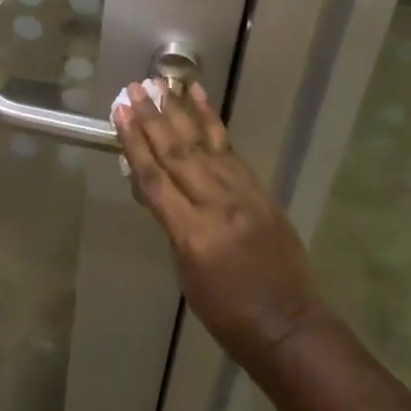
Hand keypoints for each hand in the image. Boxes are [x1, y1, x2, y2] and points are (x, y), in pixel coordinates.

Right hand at [115, 81, 325, 370]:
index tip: (120, 112)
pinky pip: (228, 147)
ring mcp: (241, 192)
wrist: (290, 327)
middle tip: (134, 88)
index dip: (134, 143)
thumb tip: (151, 186)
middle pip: (177, 152)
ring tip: (161, 83)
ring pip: (203, 142)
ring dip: (179, 110)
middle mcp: (216, 204)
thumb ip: (170, 224)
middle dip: (152, 118)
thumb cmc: (228, 314)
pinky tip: (199, 99)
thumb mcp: (186, 275)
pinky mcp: (258, 188)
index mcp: (192, 234)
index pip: (154, 179)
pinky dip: (211, 120)